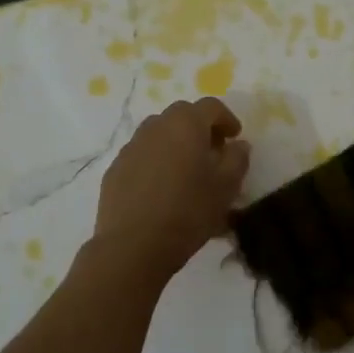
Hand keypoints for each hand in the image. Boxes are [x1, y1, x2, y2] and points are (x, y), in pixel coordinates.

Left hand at [94, 98, 250, 283]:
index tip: (235, 138)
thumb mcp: (227, 187)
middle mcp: (155, 127)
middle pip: (182, 116)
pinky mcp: (115, 169)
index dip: (227, 119)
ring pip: (158, 134)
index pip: (210, 106)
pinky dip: (156, 161)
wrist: (133, 245)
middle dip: (200, 128)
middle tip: (213, 152)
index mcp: (185, 124)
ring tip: (186, 171)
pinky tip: (162, 188)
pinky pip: (141, 155)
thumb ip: (237, 159)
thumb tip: (238, 145)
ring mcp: (131, 147)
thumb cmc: (188, 212)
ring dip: (176, 144)